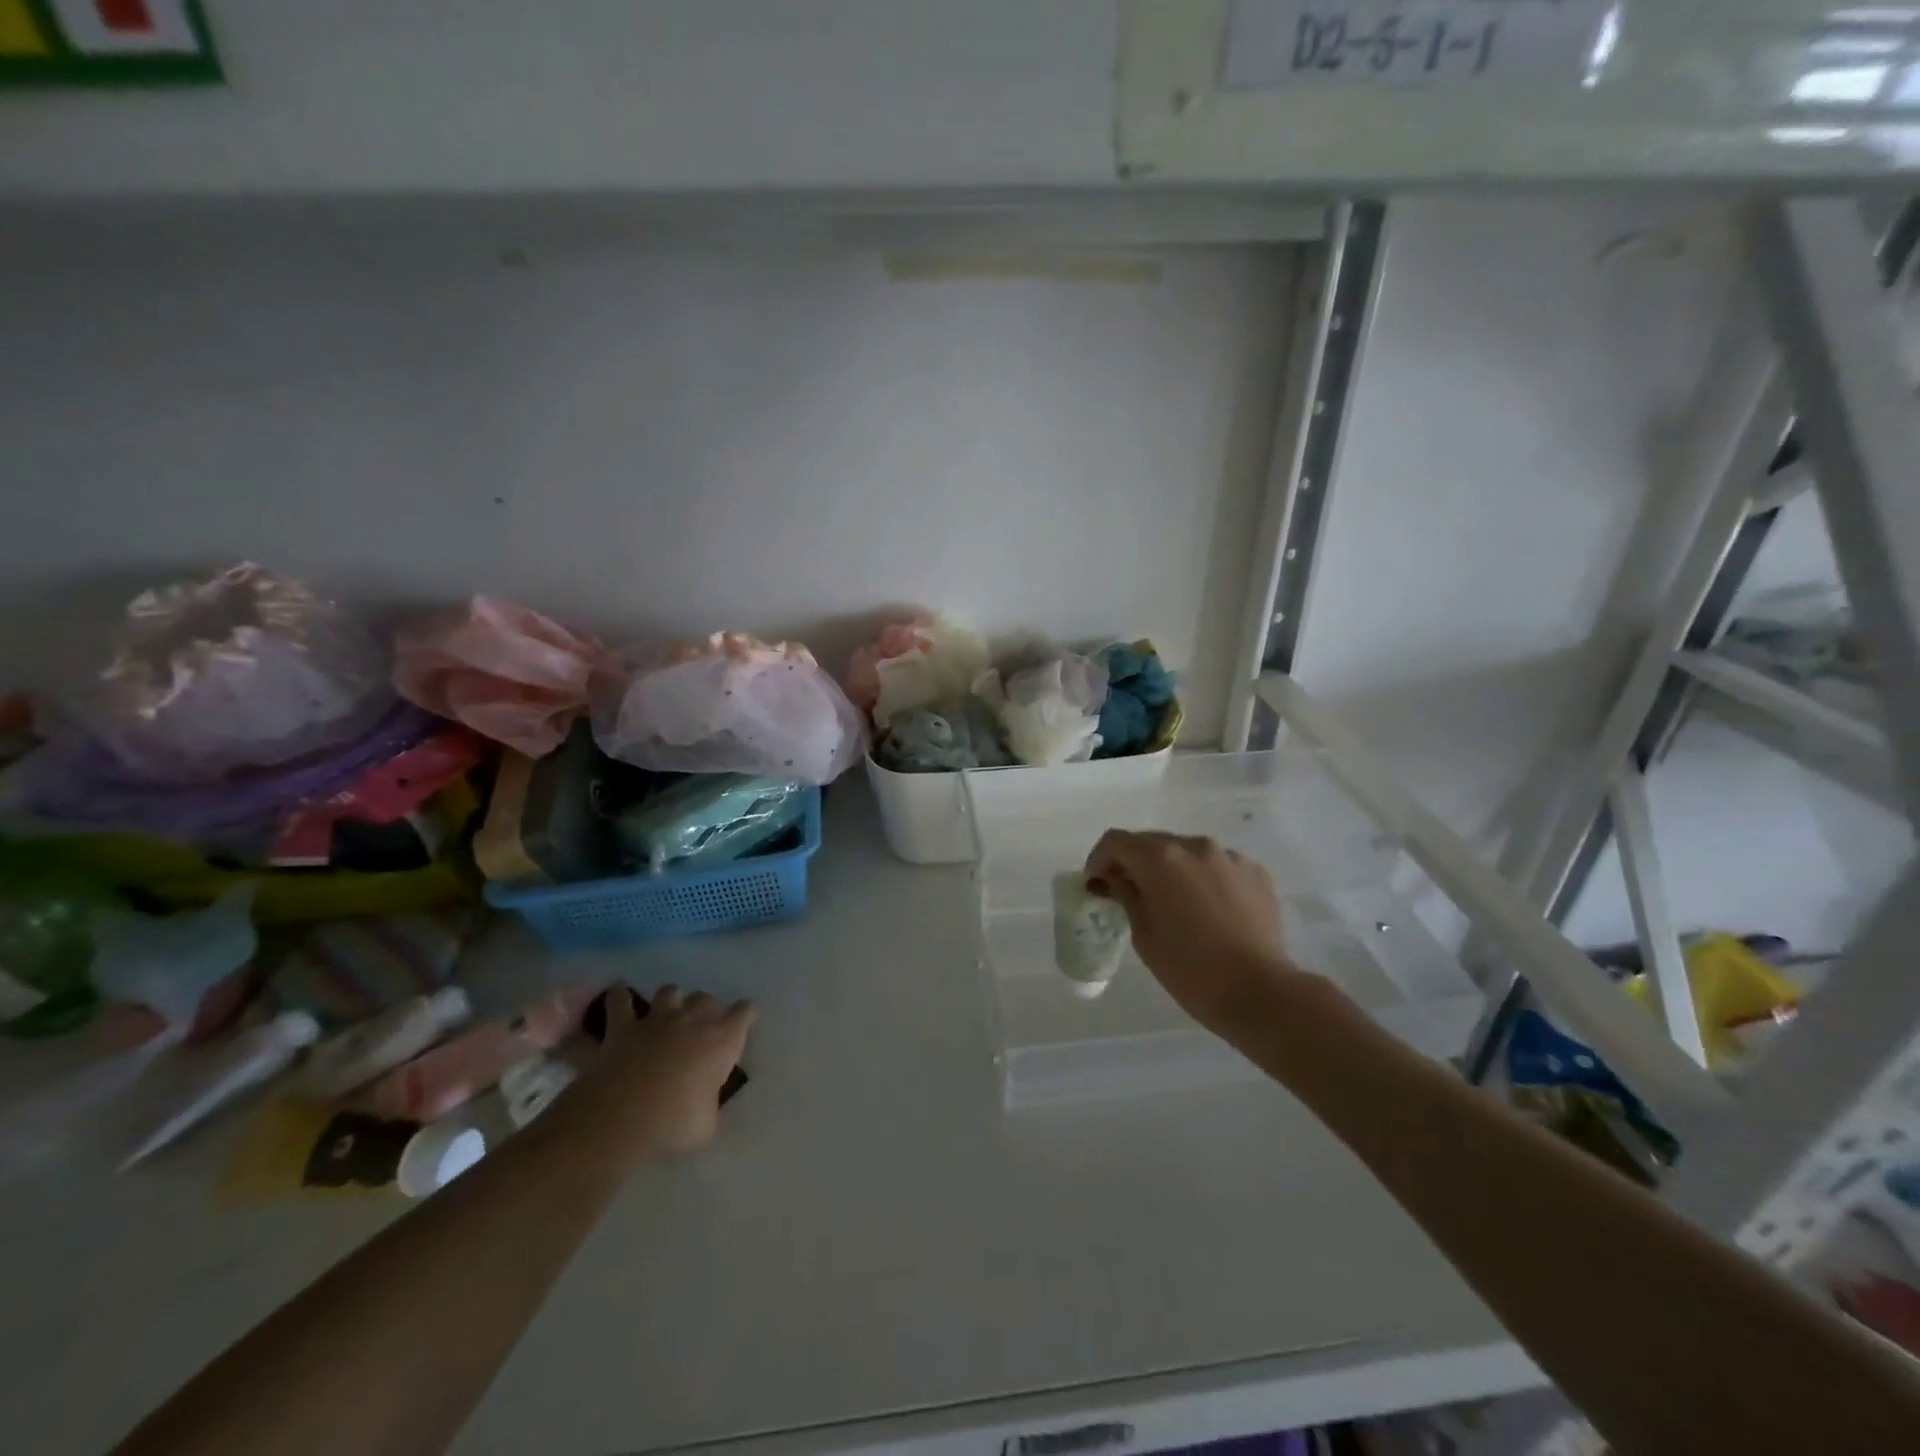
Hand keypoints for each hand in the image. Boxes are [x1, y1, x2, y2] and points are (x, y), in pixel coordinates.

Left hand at [565, 986, 754, 1158]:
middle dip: (708, 1007)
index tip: (747, 1020)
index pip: (744, 1013)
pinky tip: (619, 994)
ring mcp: (657, 1019)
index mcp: (722, 1039)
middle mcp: (693, 1019)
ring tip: (668, 1010)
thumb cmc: (675, 1122)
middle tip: (704, 1024)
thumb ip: (710, 1107)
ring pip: (670, 991)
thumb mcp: (706, 1124)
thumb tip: (706, 1106)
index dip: (746, 1014)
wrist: (624, 1117)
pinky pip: (619, 1000)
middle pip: (707, 998)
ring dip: (672, 999)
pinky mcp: (623, 1026)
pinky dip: (619, 996)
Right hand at [1085, 831, 1302, 1037]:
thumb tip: (1112, 878)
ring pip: (1187, 853)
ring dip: (1172, 870)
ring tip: (1173, 904)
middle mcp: (1195, 846)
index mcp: (1161, 858)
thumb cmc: (1190, 969)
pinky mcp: (1255, 872)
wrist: (1260, 993)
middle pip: (1153, 843)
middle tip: (1129, 895)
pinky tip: (1208, 911)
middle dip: (1136, 863)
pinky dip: (1204, 879)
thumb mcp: (1143, 934)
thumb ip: (1124, 894)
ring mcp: (1230, 857)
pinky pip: (1218, 866)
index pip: (1117, 841)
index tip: (1097, 884)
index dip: (1099, 859)